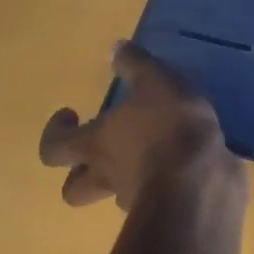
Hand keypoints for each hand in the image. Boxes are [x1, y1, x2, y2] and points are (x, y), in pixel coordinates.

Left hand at [38, 41, 234, 210]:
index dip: (54, 133)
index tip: (69, 115)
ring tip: (147, 156)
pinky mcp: (165, 206)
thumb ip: (136, 65)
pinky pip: (154, 195)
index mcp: (96, 144)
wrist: (199, 180)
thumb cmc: (168, 126)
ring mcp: (134, 196)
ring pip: (114, 193)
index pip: (54, 148)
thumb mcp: (156, 82)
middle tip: (97, 150)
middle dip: (78, 172)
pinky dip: (160, 182)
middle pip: (73, 187)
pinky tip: (180, 166)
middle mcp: (106, 174)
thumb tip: (114, 48)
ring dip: (122, 178)